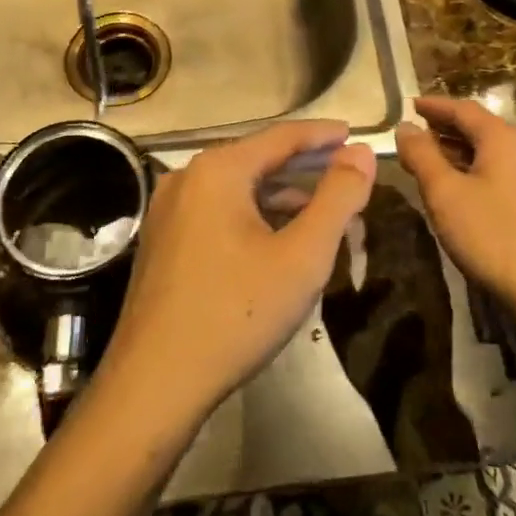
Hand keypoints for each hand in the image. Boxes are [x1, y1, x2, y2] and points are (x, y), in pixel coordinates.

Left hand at [102, 120, 375, 424]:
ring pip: (237, 189)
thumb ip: (338, 198)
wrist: (154, 383)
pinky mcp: (163, 240)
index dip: (322, 134)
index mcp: (216, 170)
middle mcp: (186, 178)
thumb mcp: (302, 256)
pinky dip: (253, 216)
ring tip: (321, 210)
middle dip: (304, 168)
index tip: (355, 133)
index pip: (280, 136)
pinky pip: (217, 212)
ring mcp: (168, 210)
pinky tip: (277, 239)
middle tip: (347, 173)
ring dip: (280, 196)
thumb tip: (361, 153)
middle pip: (256, 159)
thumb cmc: (236, 313)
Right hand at [395, 96, 515, 312]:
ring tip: (431, 159)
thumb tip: (405, 127)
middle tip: (417, 132)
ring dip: (460, 150)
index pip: (464, 109)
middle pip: (481, 128)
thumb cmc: (490, 233)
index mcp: (504, 139)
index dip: (435, 106)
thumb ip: (421, 155)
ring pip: (492, 152)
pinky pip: (503, 172)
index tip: (410, 105)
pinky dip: (476, 169)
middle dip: (447, 128)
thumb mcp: (444, 192)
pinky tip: (461, 188)